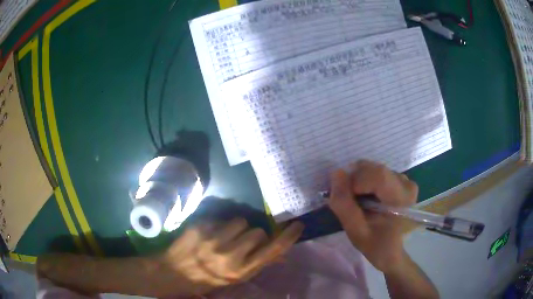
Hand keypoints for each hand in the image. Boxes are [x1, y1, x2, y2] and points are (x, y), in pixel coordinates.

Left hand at [157, 218, 303, 295]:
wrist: (174, 272)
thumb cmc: (208, 279)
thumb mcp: (235, 278)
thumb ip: (258, 264)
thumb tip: (282, 255)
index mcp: (240, 271)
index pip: (271, 251)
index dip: (287, 238)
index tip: (298, 225)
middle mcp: (229, 256)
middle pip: (257, 232)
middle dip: (253, 236)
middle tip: (241, 243)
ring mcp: (213, 240)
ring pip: (240, 222)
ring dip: (237, 229)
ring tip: (224, 238)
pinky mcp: (201, 227)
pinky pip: (221, 219)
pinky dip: (220, 226)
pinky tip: (209, 235)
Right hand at [327, 160, 417, 273]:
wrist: (391, 250)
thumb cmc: (376, 245)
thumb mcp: (355, 231)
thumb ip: (344, 205)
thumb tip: (336, 174)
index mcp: (402, 198)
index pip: (377, 175)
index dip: (356, 182)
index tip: (347, 200)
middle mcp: (406, 183)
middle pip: (374, 169)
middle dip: (354, 182)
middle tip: (350, 202)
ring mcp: (404, 179)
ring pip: (373, 169)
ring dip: (358, 182)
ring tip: (359, 202)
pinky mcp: (399, 179)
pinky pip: (376, 171)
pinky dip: (365, 181)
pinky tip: (366, 197)